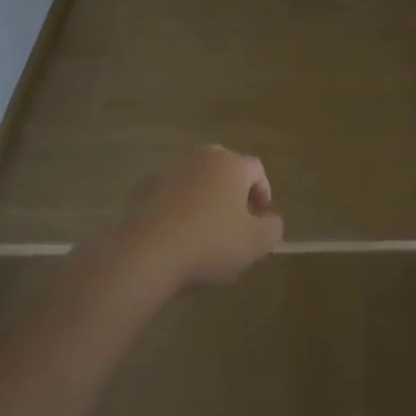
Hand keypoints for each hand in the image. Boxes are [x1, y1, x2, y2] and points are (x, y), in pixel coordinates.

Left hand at [117, 145, 283, 289]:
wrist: (146, 256)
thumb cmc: (211, 243)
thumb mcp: (257, 242)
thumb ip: (273, 228)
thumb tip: (270, 221)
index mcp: (230, 164)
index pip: (256, 170)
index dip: (264, 193)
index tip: (261, 219)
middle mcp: (199, 160)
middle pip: (225, 172)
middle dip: (234, 194)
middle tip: (237, 224)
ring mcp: (167, 175)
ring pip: (196, 185)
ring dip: (206, 203)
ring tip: (207, 237)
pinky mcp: (142, 195)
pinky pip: (171, 201)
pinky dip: (180, 214)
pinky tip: (180, 241)